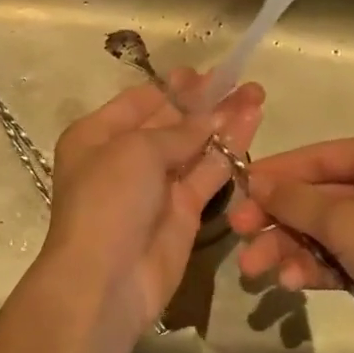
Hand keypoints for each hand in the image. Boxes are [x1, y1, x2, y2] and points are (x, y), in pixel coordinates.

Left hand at [33, 71, 264, 339]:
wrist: (106, 279)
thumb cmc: (108, 200)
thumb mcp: (136, 151)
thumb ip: (178, 130)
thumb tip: (211, 117)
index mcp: (97, 135)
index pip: (139, 101)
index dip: (173, 86)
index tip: (205, 73)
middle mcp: (124, 157)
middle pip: (170, 121)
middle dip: (204, 101)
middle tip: (241, 80)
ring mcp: (156, 185)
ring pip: (194, 145)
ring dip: (223, 121)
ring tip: (256, 94)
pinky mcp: (184, 210)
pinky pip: (209, 172)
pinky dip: (229, 149)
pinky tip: (252, 123)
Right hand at [228, 133, 353, 352]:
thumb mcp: (346, 222)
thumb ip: (295, 200)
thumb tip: (255, 182)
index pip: (317, 156)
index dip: (275, 174)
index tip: (235, 191)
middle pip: (316, 194)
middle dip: (277, 218)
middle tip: (238, 234)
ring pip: (322, 229)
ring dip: (288, 247)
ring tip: (257, 271)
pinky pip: (337, 256)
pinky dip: (313, 266)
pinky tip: (291, 284)